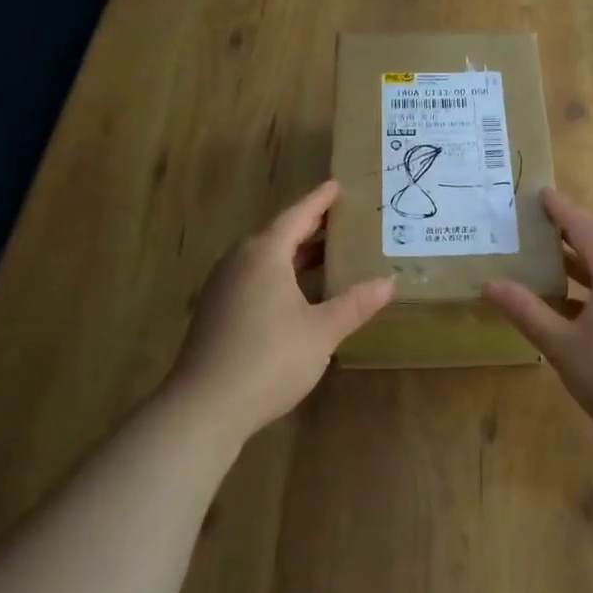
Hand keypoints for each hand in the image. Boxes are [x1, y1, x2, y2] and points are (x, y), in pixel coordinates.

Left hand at [166, 180, 393, 440]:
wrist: (204, 406)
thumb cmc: (269, 359)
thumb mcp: (322, 331)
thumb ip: (355, 304)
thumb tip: (389, 282)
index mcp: (264, 255)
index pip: (297, 216)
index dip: (320, 201)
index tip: (338, 186)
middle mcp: (239, 262)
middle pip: (278, 234)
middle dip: (309, 227)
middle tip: (341, 220)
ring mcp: (223, 287)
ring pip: (265, 259)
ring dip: (295, 254)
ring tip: (326, 254)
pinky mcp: (216, 312)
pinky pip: (254, 279)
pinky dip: (280, 275)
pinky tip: (298, 294)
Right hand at [483, 189, 592, 455]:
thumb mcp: (563, 346)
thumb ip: (526, 312)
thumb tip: (491, 284)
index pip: (583, 226)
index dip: (559, 209)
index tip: (540, 193)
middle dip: (566, 239)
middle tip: (532, 234)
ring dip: (581, 270)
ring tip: (547, 271)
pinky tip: (578, 311)